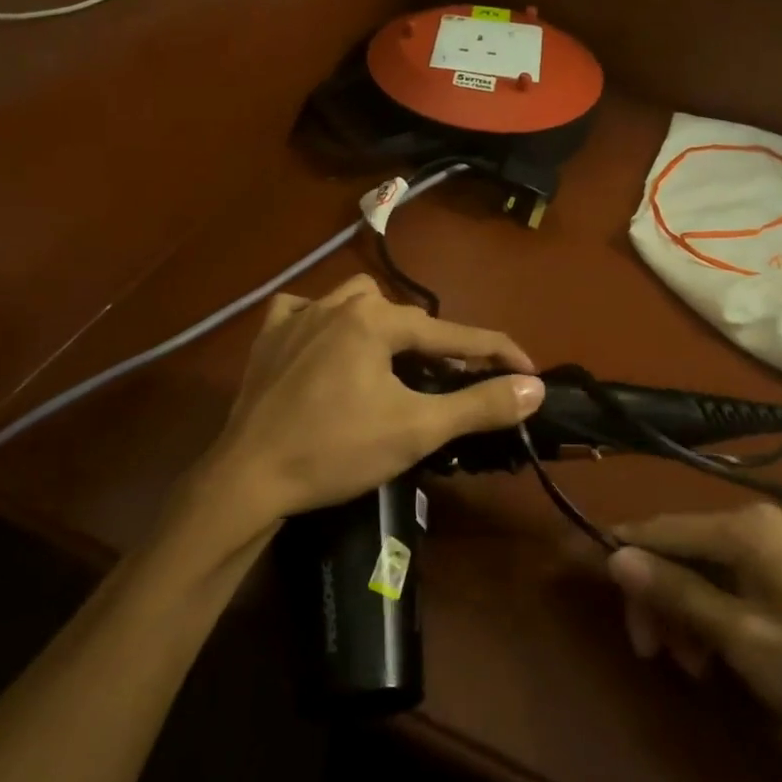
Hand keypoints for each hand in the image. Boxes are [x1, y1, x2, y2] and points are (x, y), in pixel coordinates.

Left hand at [202, 275, 543, 535]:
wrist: (248, 477)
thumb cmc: (337, 451)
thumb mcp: (417, 429)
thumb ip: (479, 405)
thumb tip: (533, 387)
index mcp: (376, 320)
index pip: (453, 333)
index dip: (497, 353)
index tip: (528, 370)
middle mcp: (338, 304)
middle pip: (407, 318)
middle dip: (438, 347)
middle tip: (455, 383)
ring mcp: (297, 316)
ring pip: (357, 303)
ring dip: (384, 325)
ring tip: (393, 360)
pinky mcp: (268, 336)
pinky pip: (304, 310)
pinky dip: (324, 321)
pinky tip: (327, 343)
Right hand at [607, 505, 781, 755]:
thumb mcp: (741, 636)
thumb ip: (676, 592)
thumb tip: (615, 556)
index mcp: (741, 528)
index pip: (659, 529)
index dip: (619, 552)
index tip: (584, 577)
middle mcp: (750, 523)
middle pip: (677, 550)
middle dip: (657, 598)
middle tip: (650, 652)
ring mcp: (768, 544)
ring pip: (698, 569)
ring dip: (682, 612)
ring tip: (691, 666)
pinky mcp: (780, 568)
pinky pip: (725, 580)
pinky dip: (709, 613)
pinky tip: (713, 655)